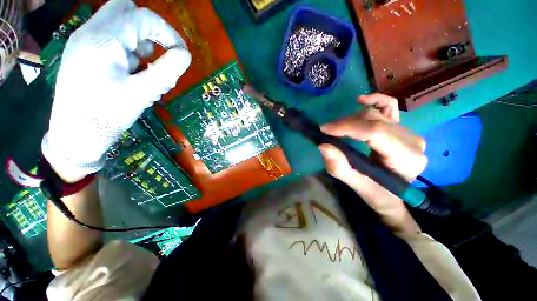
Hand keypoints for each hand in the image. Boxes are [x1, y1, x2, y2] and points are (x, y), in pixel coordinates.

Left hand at [41, 0, 190, 181]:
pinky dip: (129, 51)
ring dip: (140, 43)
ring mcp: (85, 41)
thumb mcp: (142, 94)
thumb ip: (166, 71)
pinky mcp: (85, 53)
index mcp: (102, 40)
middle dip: (151, 31)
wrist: (75, 136)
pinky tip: (133, 75)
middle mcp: (90, 33)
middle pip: (126, 11)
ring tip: (146, 73)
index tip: (181, 54)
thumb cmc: (107, 116)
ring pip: (120, 24)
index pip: (142, 18)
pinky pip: (113, 39)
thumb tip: (185, 55)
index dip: (168, 33)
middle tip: (160, 56)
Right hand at [319, 94, 426, 233]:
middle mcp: (413, 141)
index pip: (375, 132)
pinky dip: (375, 100)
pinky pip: (390, 107)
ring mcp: (409, 132)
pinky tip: (361, 101)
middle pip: (374, 121)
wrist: (392, 196)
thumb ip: (339, 167)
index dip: (348, 127)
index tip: (325, 129)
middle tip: (328, 132)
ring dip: (352, 119)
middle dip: (346, 124)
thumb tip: (323, 145)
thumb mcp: (355, 185)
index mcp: (406, 158)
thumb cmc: (376, 194)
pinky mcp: (403, 129)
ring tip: (338, 129)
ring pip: (376, 114)